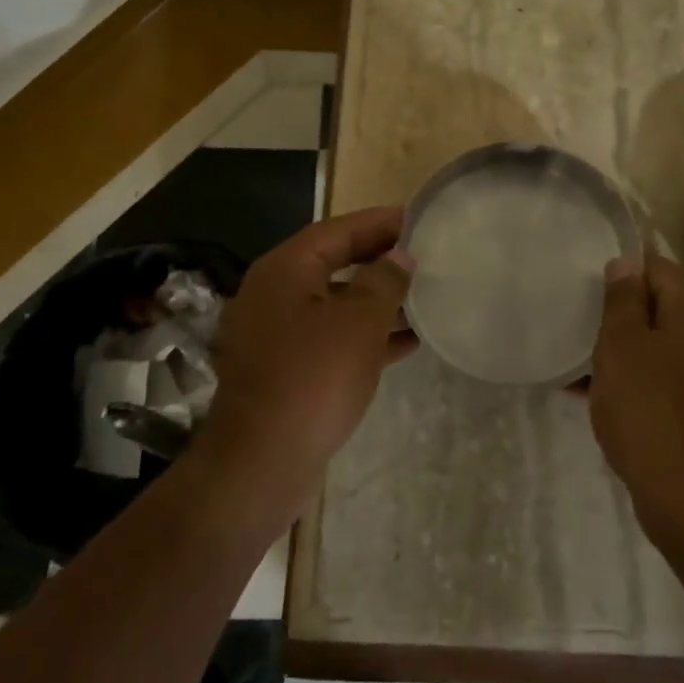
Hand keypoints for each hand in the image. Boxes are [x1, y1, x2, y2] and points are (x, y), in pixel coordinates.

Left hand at [203, 206, 414, 492]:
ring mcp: (275, 334)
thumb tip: (399, 255)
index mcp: (284, 271)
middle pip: (333, 263)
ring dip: (376, 300)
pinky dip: (364, 335)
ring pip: (334, 303)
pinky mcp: (283, 369)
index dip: (378, 223)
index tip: (415, 218)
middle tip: (422, 254)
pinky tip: (404, 343)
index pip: (337, 231)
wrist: (261, 464)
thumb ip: (384, 281)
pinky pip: (330, 338)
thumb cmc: (313, 379)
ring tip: (422, 297)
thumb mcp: (359, 323)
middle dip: (378, 260)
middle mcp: (274, 294)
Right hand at [588, 252, 683, 543]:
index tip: (587, 305)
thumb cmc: (651, 407)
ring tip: (584, 369)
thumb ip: (621, 297)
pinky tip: (600, 396)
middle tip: (584, 337)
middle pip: (659, 304)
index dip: (616, 284)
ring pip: (662, 340)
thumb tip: (627, 260)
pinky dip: (642, 378)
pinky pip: (670, 373)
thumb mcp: (621, 343)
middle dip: (620, 319)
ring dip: (626, 351)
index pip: (651, 267)